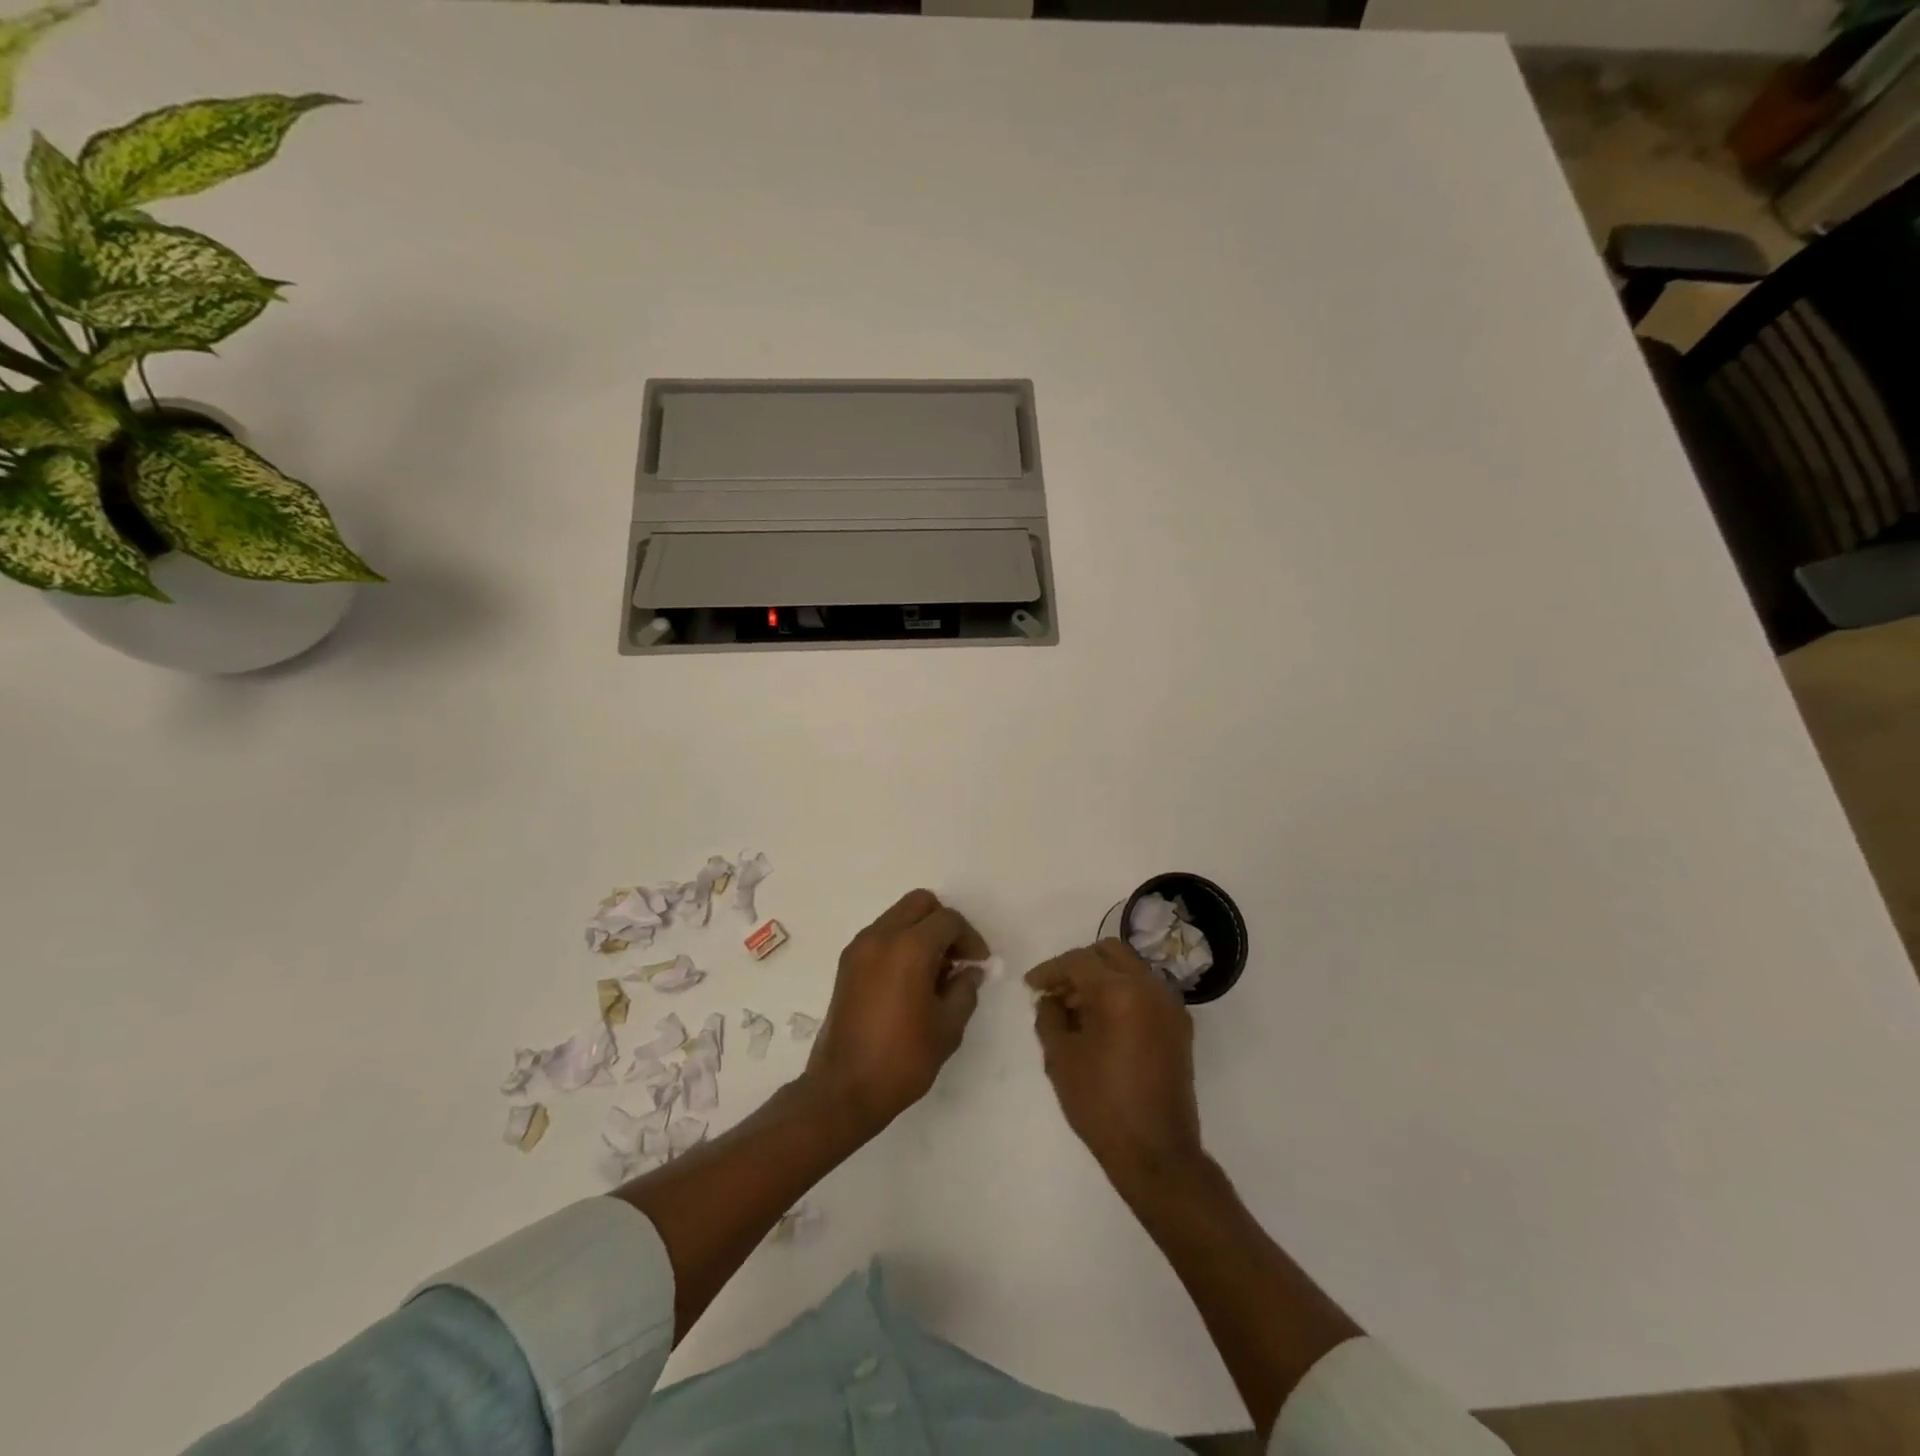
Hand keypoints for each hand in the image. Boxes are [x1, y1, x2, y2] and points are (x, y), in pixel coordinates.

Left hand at [806, 889, 988, 1136]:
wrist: (844, 1089)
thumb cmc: (902, 1059)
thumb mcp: (948, 1027)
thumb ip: (965, 989)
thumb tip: (969, 971)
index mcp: (909, 948)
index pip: (948, 920)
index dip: (970, 938)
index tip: (979, 964)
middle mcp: (881, 936)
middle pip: (920, 903)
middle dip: (944, 923)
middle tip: (957, 957)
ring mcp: (860, 947)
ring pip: (898, 916)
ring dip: (921, 931)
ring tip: (935, 972)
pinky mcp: (847, 963)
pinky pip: (881, 934)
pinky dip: (901, 942)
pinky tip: (911, 979)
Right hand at [1028, 940, 1203, 1188]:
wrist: (1157, 1154)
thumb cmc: (1101, 1105)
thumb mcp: (1061, 1058)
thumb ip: (1050, 1017)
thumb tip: (1050, 999)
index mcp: (1120, 991)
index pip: (1078, 961)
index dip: (1050, 970)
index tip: (1030, 985)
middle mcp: (1150, 987)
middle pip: (1109, 952)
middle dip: (1078, 965)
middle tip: (1056, 990)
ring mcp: (1170, 1005)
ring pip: (1130, 969)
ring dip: (1101, 978)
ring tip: (1075, 1009)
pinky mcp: (1179, 1026)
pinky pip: (1145, 992)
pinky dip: (1122, 994)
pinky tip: (1102, 1023)